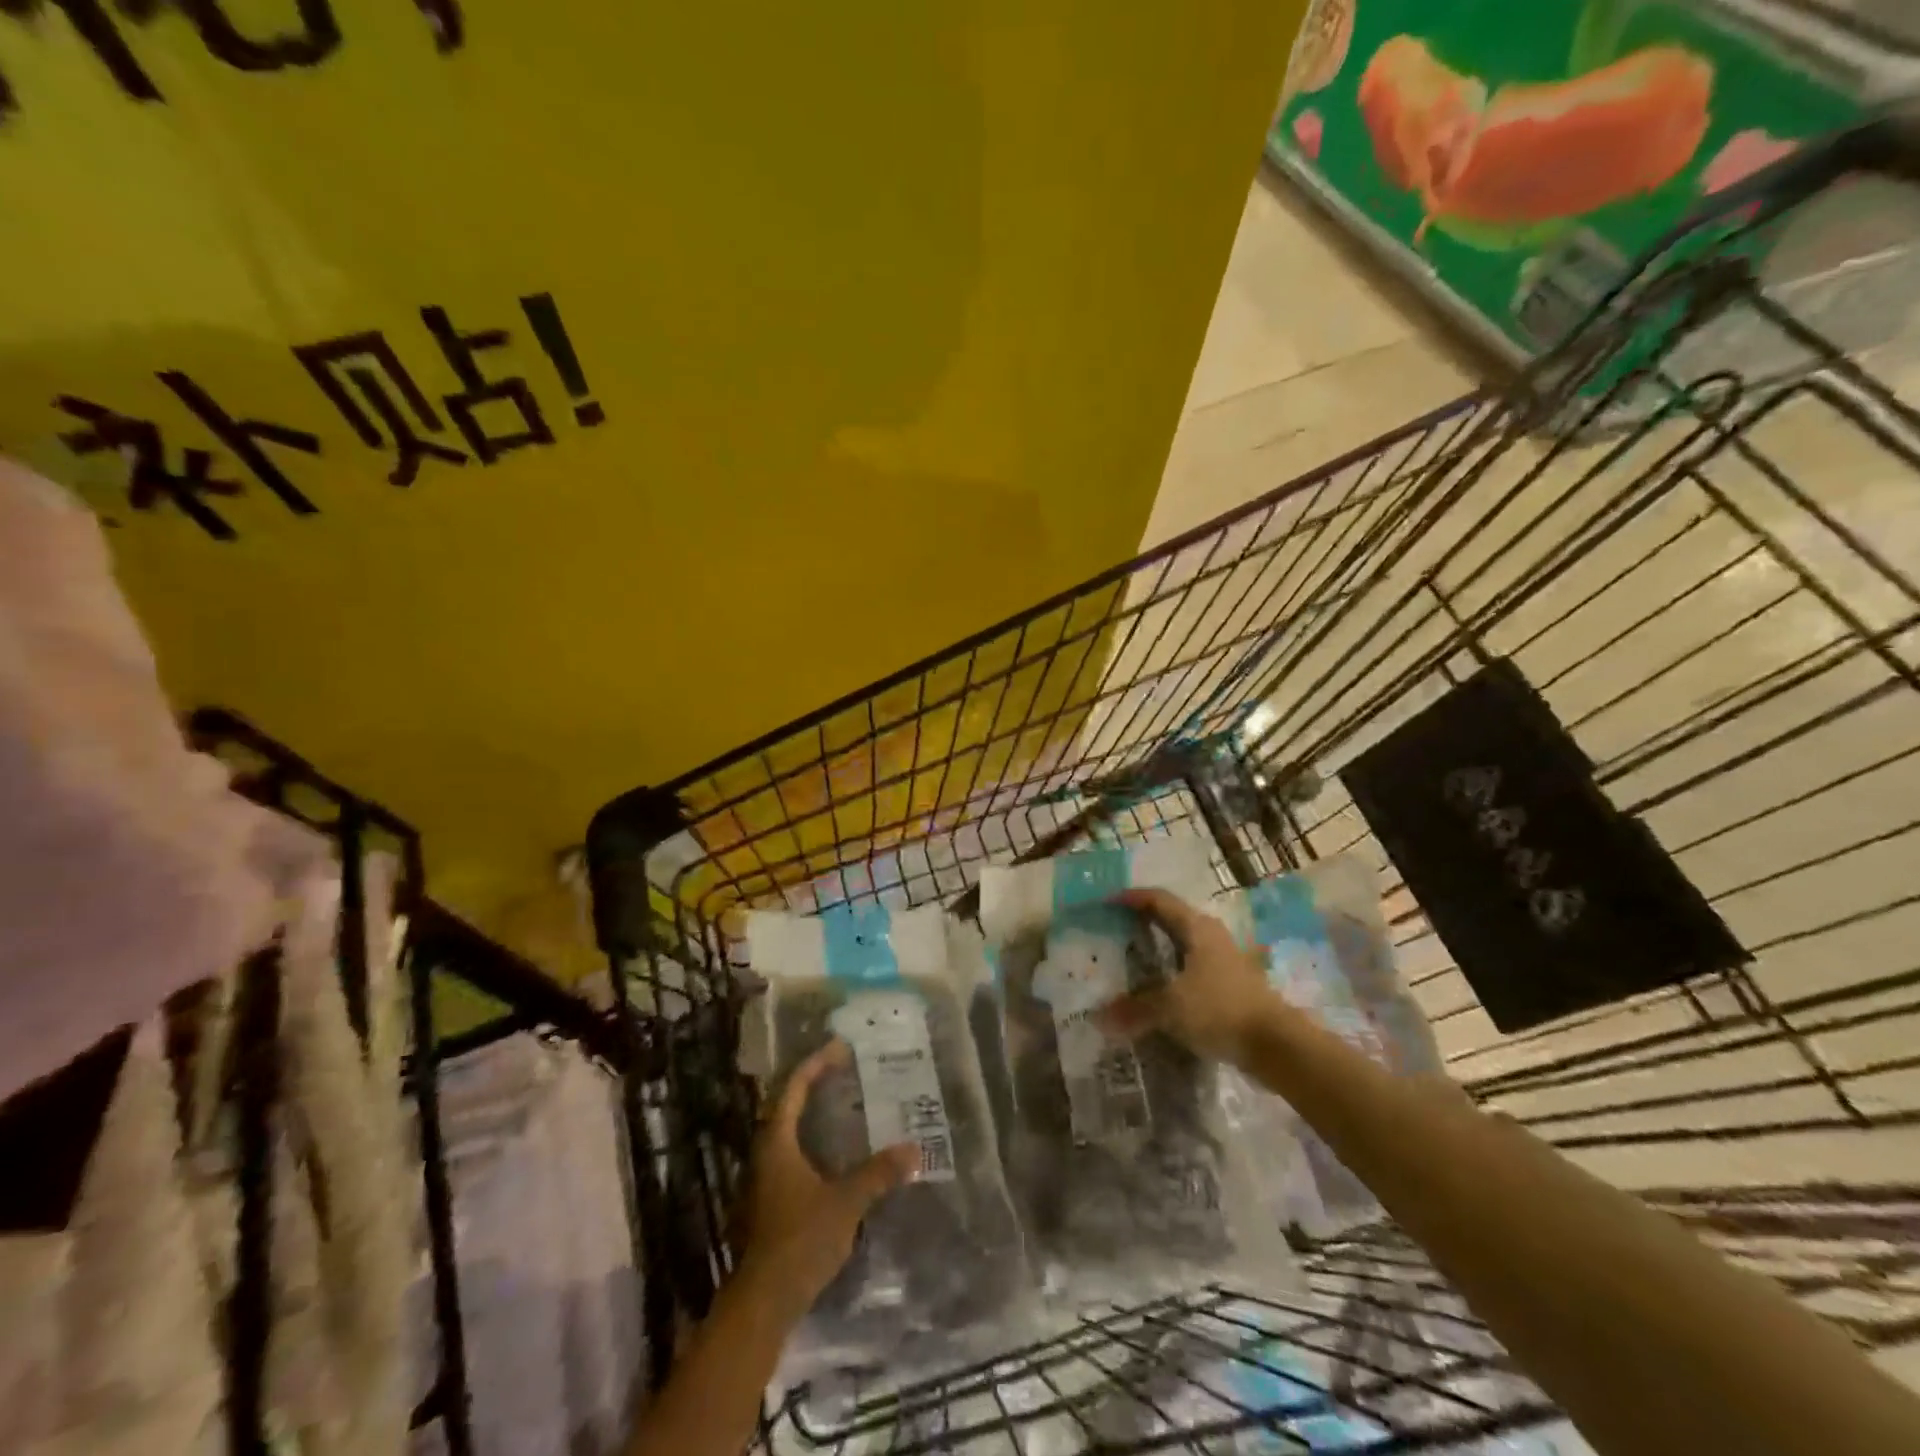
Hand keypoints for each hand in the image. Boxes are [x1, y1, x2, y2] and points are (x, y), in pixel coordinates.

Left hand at [734, 1039, 918, 1319]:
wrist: (763, 1302)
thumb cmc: (800, 1240)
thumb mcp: (845, 1203)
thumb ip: (878, 1173)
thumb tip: (913, 1149)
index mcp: (776, 1142)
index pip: (794, 1088)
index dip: (816, 1064)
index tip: (840, 1048)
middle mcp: (765, 1152)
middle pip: (786, 1105)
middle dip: (813, 1084)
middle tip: (844, 1071)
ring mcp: (764, 1178)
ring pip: (786, 1130)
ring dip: (811, 1112)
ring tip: (842, 1104)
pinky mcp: (769, 1201)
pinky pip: (790, 1152)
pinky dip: (811, 1139)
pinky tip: (834, 1152)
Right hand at [1099, 886, 1277, 1067]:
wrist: (1276, 1044)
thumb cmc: (1220, 1010)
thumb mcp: (1171, 1008)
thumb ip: (1135, 1009)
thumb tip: (1100, 1018)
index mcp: (1196, 928)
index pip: (1158, 899)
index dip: (1131, 897)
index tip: (1106, 901)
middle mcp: (1211, 935)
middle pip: (1171, 918)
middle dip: (1143, 920)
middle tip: (1114, 928)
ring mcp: (1224, 959)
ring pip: (1183, 943)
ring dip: (1159, 947)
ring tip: (1131, 957)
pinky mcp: (1231, 983)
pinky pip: (1192, 966)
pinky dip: (1171, 970)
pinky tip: (1159, 987)